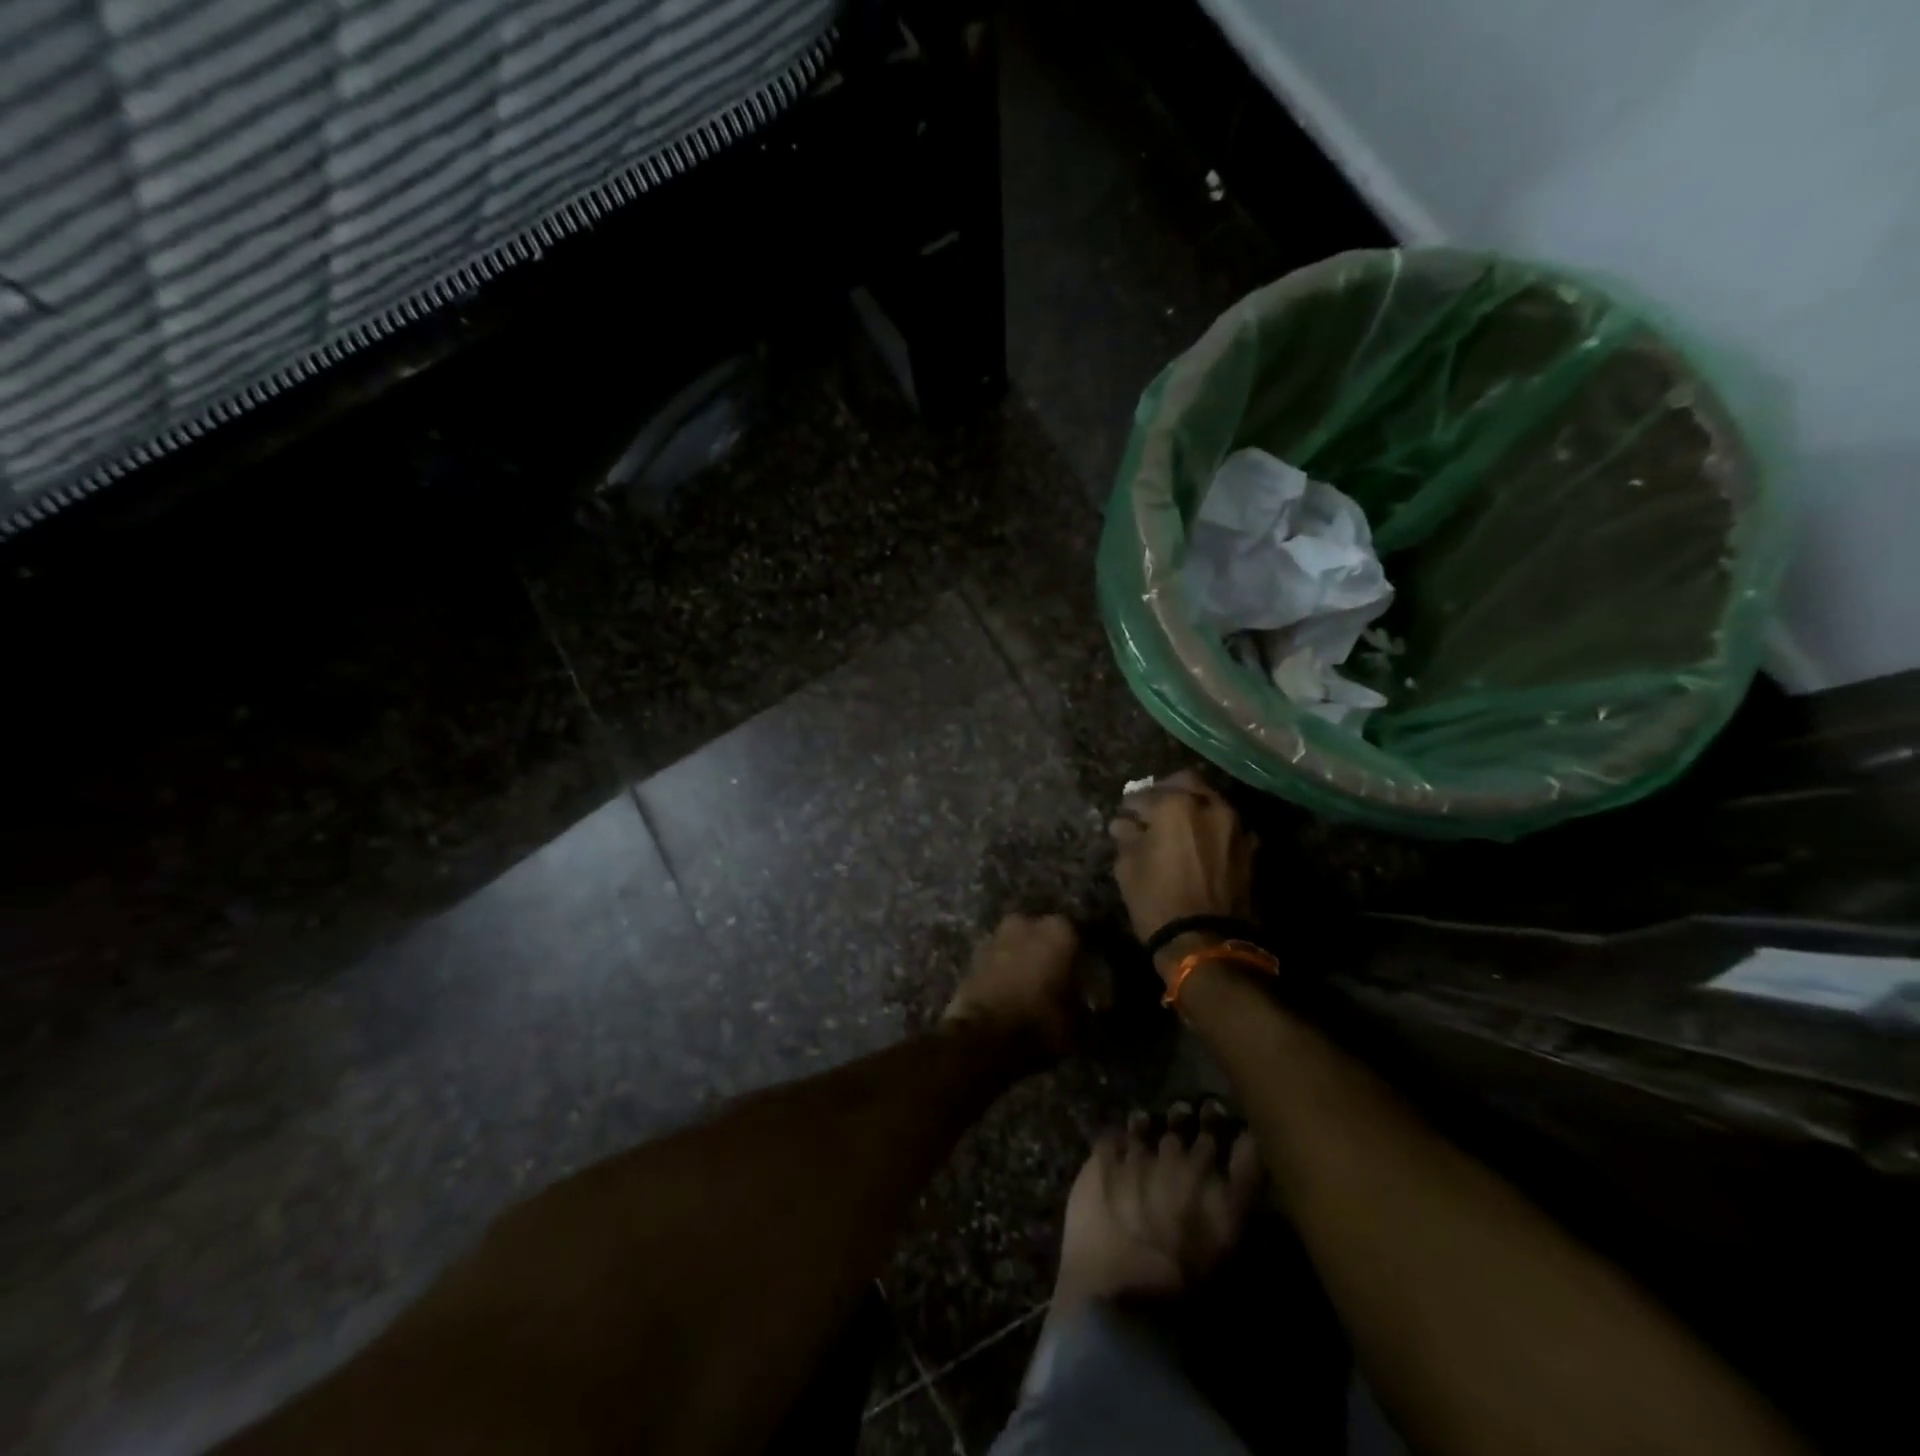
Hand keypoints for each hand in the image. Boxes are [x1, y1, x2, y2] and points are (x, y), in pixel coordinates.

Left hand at [942, 913, 1080, 1058]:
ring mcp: (996, 936)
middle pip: (1042, 934)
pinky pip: (999, 959)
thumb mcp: (1075, 1019)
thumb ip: (1082, 1000)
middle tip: (1057, 977)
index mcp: (1057, 931)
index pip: (1077, 935)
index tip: (1084, 975)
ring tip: (1032, 986)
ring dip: (1024, 959)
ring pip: (1018, 944)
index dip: (1080, 957)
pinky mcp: (973, 955)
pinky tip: (1012, 990)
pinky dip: (1005, 970)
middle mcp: (1025, 923)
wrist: (982, 1037)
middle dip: (1048, 952)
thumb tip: (1083, 997)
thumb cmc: (1038, 1022)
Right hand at [1109, 770, 1256, 979]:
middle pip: (1188, 783)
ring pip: (1212, 802)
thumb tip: (1125, 824)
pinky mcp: (1251, 850)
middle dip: (1168, 791)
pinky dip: (1213, 830)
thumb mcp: (1128, 868)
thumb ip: (1127, 838)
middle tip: (1154, 809)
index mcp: (1177, 806)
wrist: (1208, 943)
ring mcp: (1236, 827)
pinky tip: (1200, 845)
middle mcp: (1211, 807)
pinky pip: (1228, 827)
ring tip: (1178, 828)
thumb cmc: (1159, 902)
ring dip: (1194, 808)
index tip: (1125, 814)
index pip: (1146, 794)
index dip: (1132, 805)